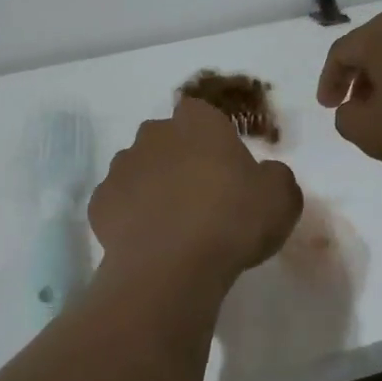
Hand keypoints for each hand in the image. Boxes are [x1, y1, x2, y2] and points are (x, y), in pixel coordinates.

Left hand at [89, 98, 303, 283]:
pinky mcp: (99, 202)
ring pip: (139, 170)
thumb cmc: (232, 220)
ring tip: (173, 226)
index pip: (201, 114)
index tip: (225, 168)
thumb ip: (275, 176)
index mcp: (197, 122)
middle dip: (179, 160)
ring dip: (152, 187)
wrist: (172, 266)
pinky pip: (119, 203)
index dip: (212, 138)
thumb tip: (264, 174)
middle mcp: (154, 134)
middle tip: (202, 198)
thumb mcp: (282, 198)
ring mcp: (121, 166)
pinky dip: (130, 217)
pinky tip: (149, 243)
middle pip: (167, 140)